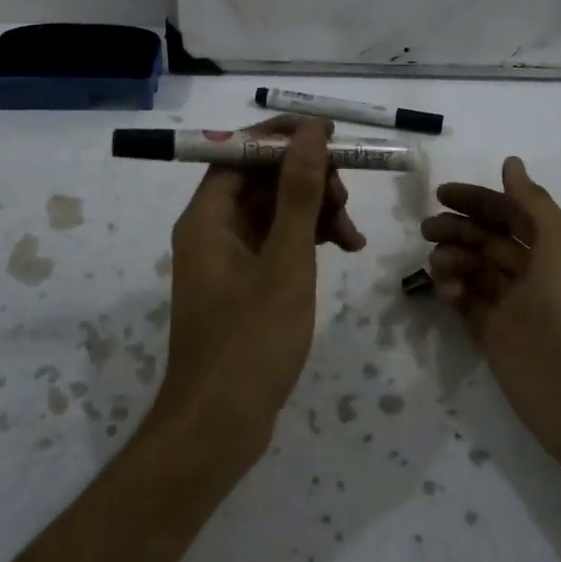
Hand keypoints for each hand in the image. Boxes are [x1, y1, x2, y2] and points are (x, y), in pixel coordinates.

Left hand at [152, 117, 365, 462]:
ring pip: (275, 211)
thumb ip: (298, 193)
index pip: (241, 151)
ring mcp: (228, 257)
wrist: (219, 429)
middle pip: (262, 179)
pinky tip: (343, 249)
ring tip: (353, 238)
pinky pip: (278, 241)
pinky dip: (309, 240)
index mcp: (208, 216)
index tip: (330, 136)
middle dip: (309, 181)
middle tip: (345, 200)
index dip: (284, 137)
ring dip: (315, 212)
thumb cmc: (251, 341)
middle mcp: (212, 228)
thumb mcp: (285, 261)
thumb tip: (310, 132)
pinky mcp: (245, 283)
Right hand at [420, 158, 560, 484]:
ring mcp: (513, 306)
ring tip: (438, 265)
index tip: (442, 194)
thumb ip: (531, 202)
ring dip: (452, 260)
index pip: (510, 213)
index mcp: (554, 248)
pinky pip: (467, 305)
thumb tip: (510, 163)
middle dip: (458, 229)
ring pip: (474, 270)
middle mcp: (533, 273)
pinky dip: (452, 292)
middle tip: (428, 229)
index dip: (478, 200)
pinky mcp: (495, 337)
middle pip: (488, 240)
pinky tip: (446, 291)